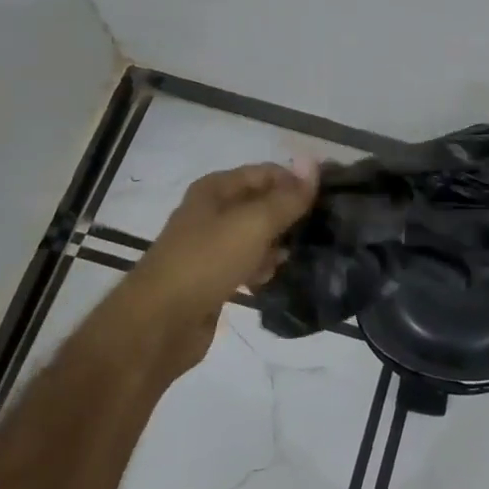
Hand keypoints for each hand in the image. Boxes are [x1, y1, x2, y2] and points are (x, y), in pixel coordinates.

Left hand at [117, 162, 318, 376]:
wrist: (158, 324)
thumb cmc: (206, 262)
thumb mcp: (254, 223)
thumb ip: (288, 197)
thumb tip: (314, 163)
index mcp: (216, 189)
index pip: (267, 172)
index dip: (297, 181)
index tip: (329, 199)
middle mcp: (212, 211)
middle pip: (261, 203)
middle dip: (290, 214)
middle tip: (322, 229)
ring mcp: (210, 246)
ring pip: (256, 235)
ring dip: (278, 244)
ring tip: (299, 256)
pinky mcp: (212, 277)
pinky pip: (247, 263)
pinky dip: (262, 267)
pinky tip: (274, 277)